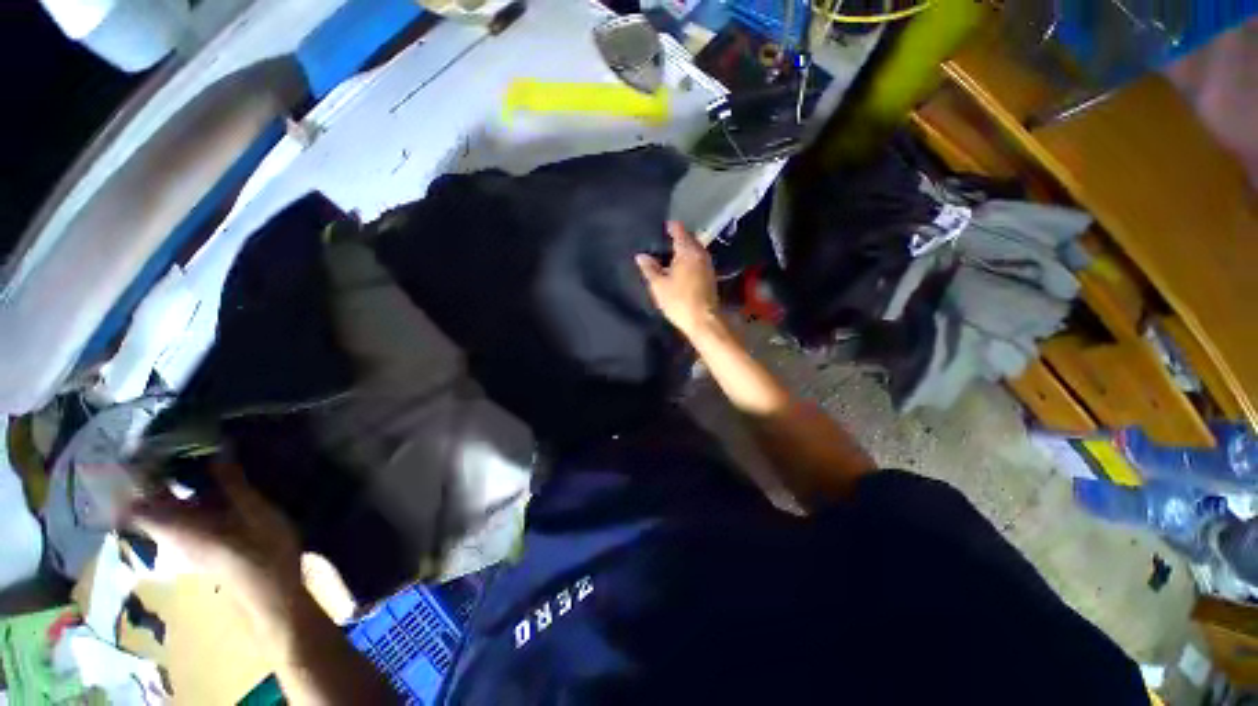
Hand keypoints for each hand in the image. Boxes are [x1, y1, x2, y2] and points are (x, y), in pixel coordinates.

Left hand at [129, 460, 301, 614]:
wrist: (273, 591)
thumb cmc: (262, 551)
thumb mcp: (254, 512)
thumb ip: (232, 482)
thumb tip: (219, 448)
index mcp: (176, 527)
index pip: (134, 503)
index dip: (130, 477)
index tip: (141, 447)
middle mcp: (169, 534)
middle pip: (147, 501)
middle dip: (153, 471)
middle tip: (174, 440)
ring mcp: (182, 541)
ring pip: (163, 507)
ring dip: (171, 481)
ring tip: (192, 454)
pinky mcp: (197, 542)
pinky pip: (179, 513)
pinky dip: (185, 494)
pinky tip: (208, 482)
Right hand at [635, 221, 718, 337]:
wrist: (703, 320)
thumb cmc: (679, 300)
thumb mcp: (658, 285)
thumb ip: (649, 268)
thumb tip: (641, 255)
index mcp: (687, 251)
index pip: (679, 230)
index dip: (670, 227)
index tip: (661, 227)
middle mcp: (700, 253)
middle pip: (689, 238)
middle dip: (678, 237)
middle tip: (663, 241)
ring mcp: (708, 264)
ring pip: (695, 249)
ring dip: (685, 249)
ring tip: (670, 254)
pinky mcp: (710, 276)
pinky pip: (698, 260)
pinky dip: (690, 259)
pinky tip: (681, 267)